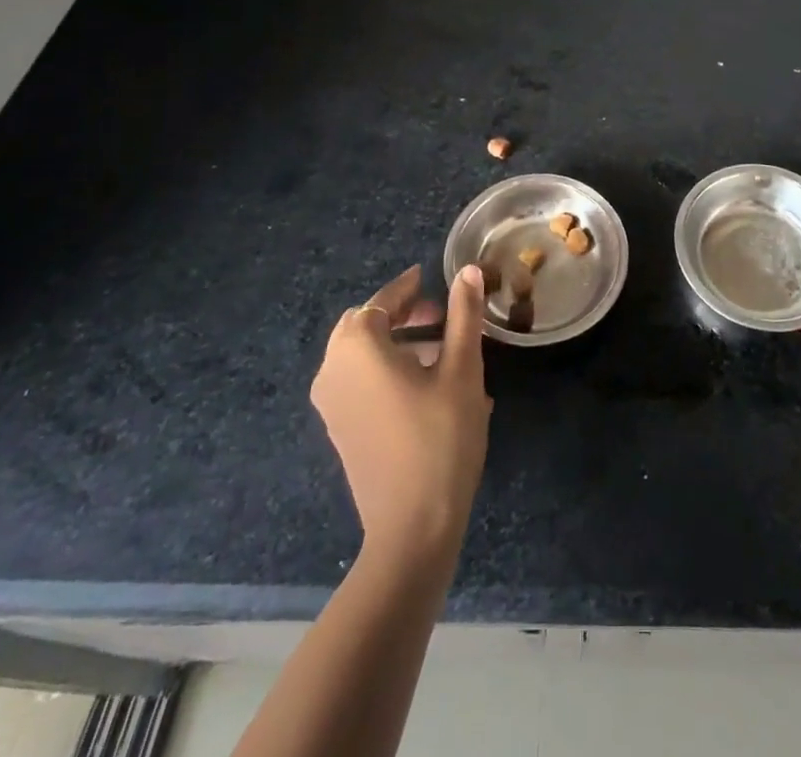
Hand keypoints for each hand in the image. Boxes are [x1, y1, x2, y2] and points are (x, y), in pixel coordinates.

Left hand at [310, 264, 492, 564]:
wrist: (412, 528)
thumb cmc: (440, 438)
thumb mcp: (462, 369)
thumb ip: (463, 315)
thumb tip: (469, 271)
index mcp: (357, 348)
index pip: (382, 301)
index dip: (408, 287)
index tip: (430, 276)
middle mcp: (332, 370)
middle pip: (365, 325)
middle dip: (402, 315)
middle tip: (441, 315)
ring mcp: (331, 404)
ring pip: (362, 355)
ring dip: (398, 343)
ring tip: (444, 350)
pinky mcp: (340, 429)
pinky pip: (360, 382)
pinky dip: (387, 369)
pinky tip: (428, 386)